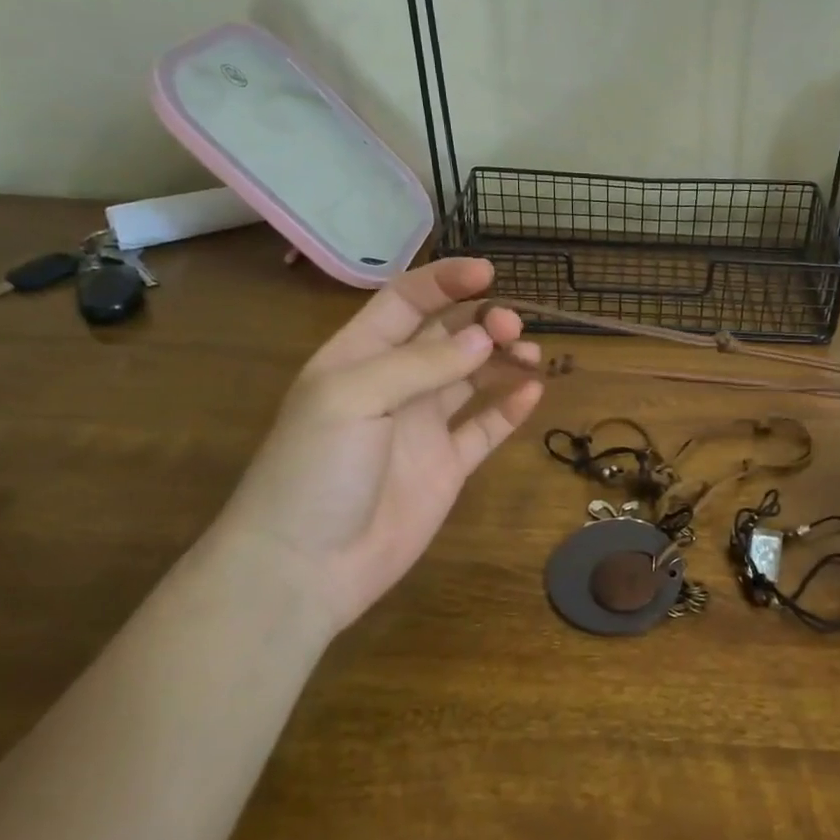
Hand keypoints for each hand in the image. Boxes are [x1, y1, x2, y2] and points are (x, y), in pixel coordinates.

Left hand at [209, 259, 541, 628]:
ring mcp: (423, 427)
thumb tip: (483, 337)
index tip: (489, 273)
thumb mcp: (354, 398)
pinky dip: (510, 408)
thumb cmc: (314, 469)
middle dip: (483, 322)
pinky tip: (532, 392)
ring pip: (473, 378)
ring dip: (503, 360)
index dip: (445, 282)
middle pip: (447, 337)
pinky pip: (484, 428)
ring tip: (531, 356)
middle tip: (513, 327)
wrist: (306, 567)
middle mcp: (394, 385)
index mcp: (358, 357)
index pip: (406, 303)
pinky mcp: (447, 466)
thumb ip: (421, 364)